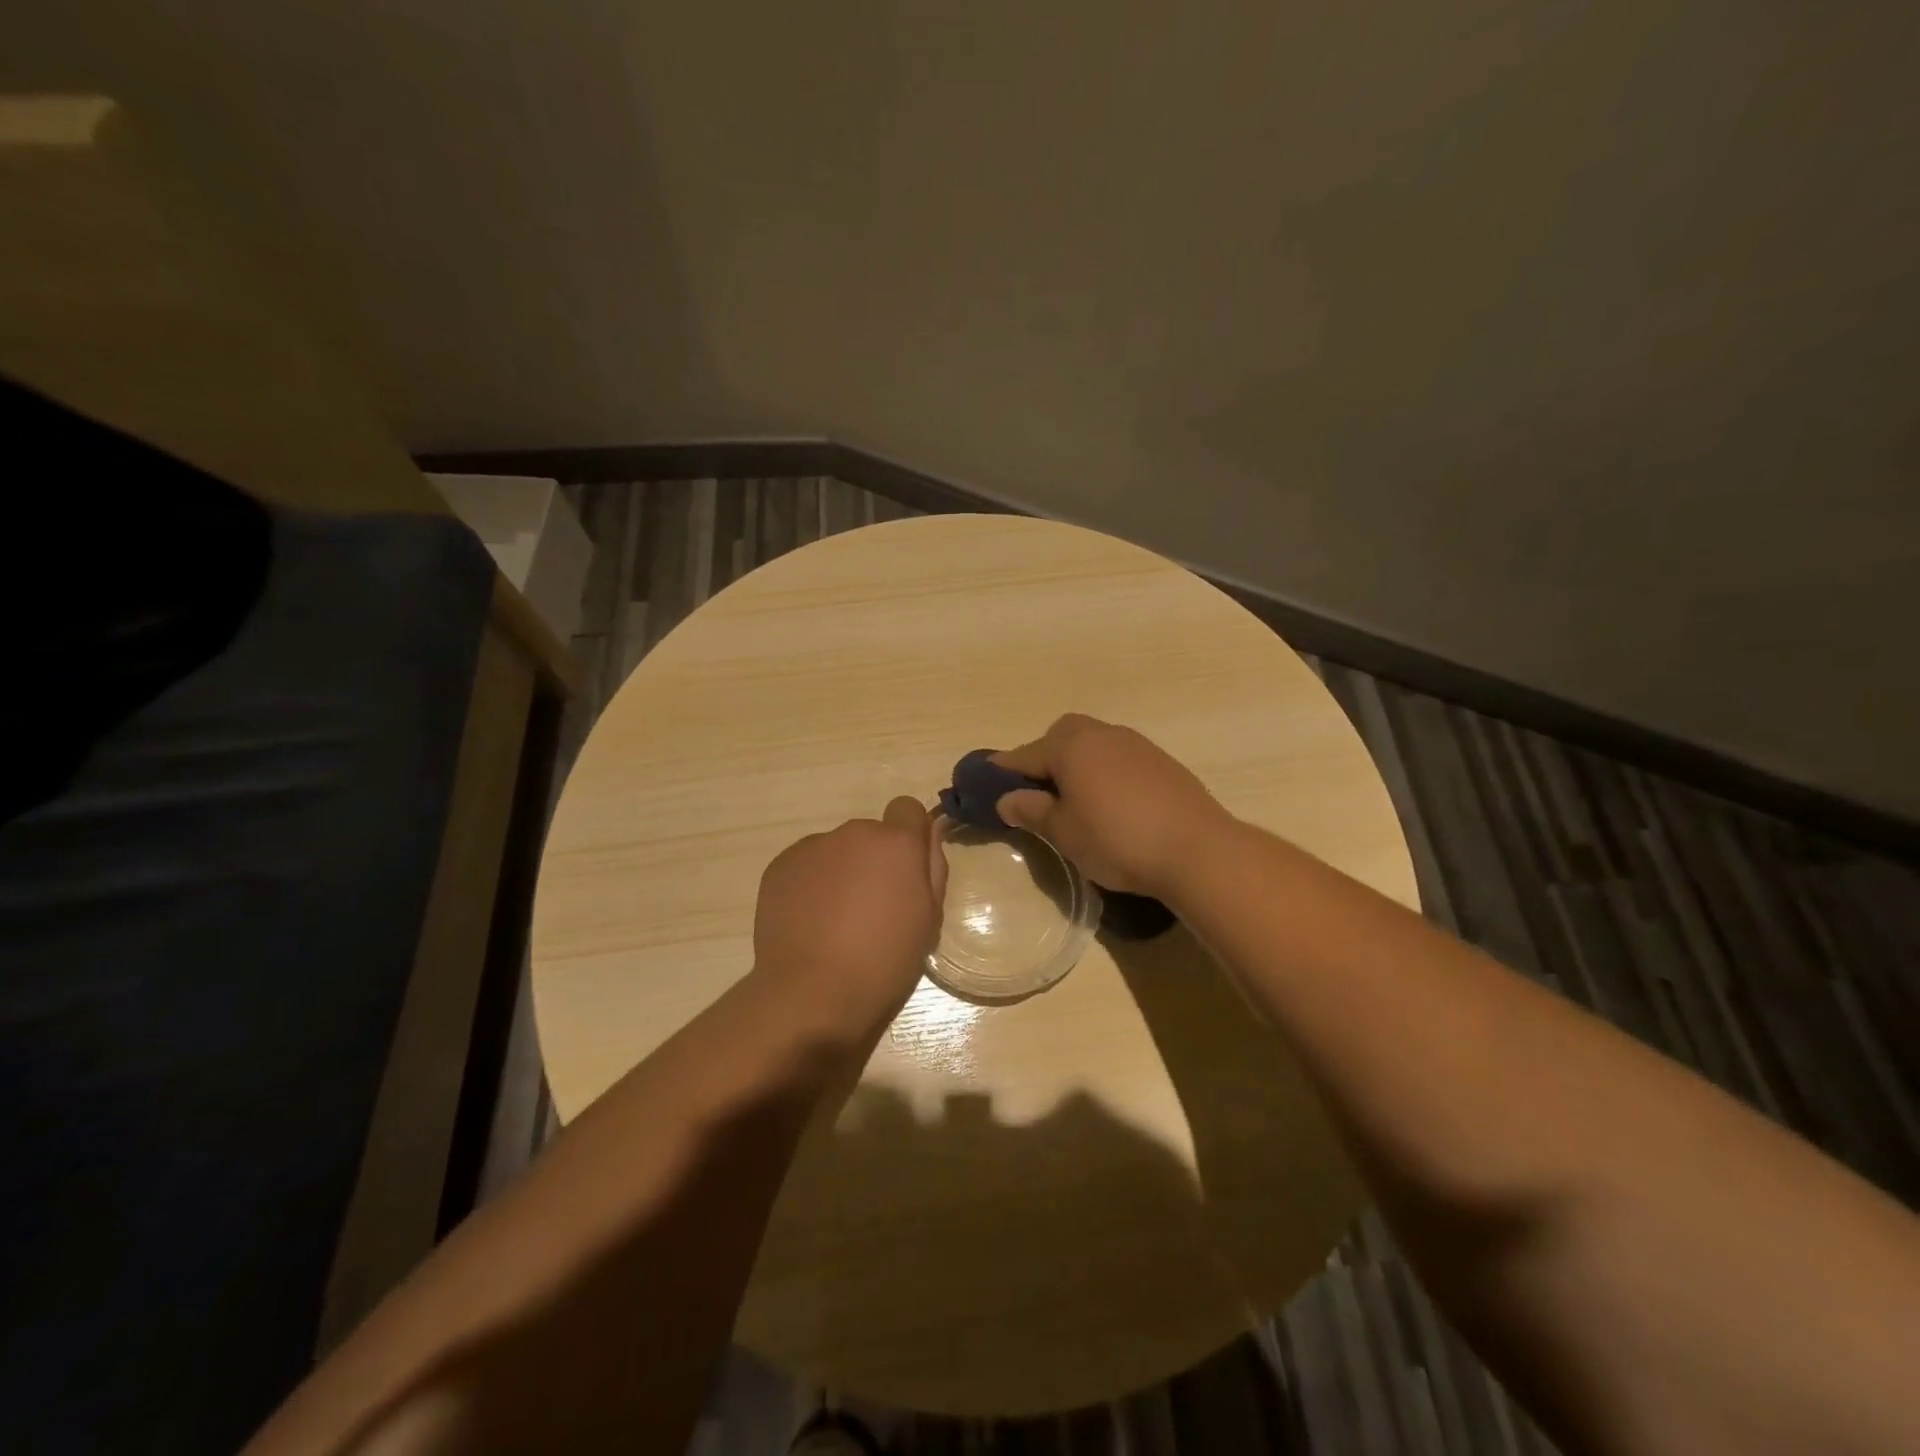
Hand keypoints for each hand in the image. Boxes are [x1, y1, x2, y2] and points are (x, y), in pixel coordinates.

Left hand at [752, 797, 947, 1047]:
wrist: (812, 994)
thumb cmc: (885, 962)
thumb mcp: (929, 920)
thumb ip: (931, 868)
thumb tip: (926, 836)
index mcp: (896, 843)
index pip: (908, 809)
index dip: (909, 836)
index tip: (906, 872)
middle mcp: (854, 833)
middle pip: (870, 835)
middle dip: (873, 861)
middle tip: (871, 909)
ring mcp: (812, 847)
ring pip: (836, 851)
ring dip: (841, 872)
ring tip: (834, 921)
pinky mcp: (780, 866)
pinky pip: (805, 866)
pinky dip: (810, 885)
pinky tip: (809, 923)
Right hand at [993, 714, 1230, 898]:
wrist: (1196, 849)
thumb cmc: (1117, 839)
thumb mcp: (1064, 832)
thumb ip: (1032, 811)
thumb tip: (1007, 799)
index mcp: (1070, 745)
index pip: (1025, 754)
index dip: (1003, 770)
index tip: (987, 783)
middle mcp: (1102, 734)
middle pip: (1061, 737)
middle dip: (1044, 758)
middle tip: (1038, 793)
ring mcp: (1136, 744)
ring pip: (1093, 745)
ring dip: (1077, 764)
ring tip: (1074, 800)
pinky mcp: (1162, 762)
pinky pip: (1118, 758)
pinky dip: (1104, 772)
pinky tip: (1111, 803)